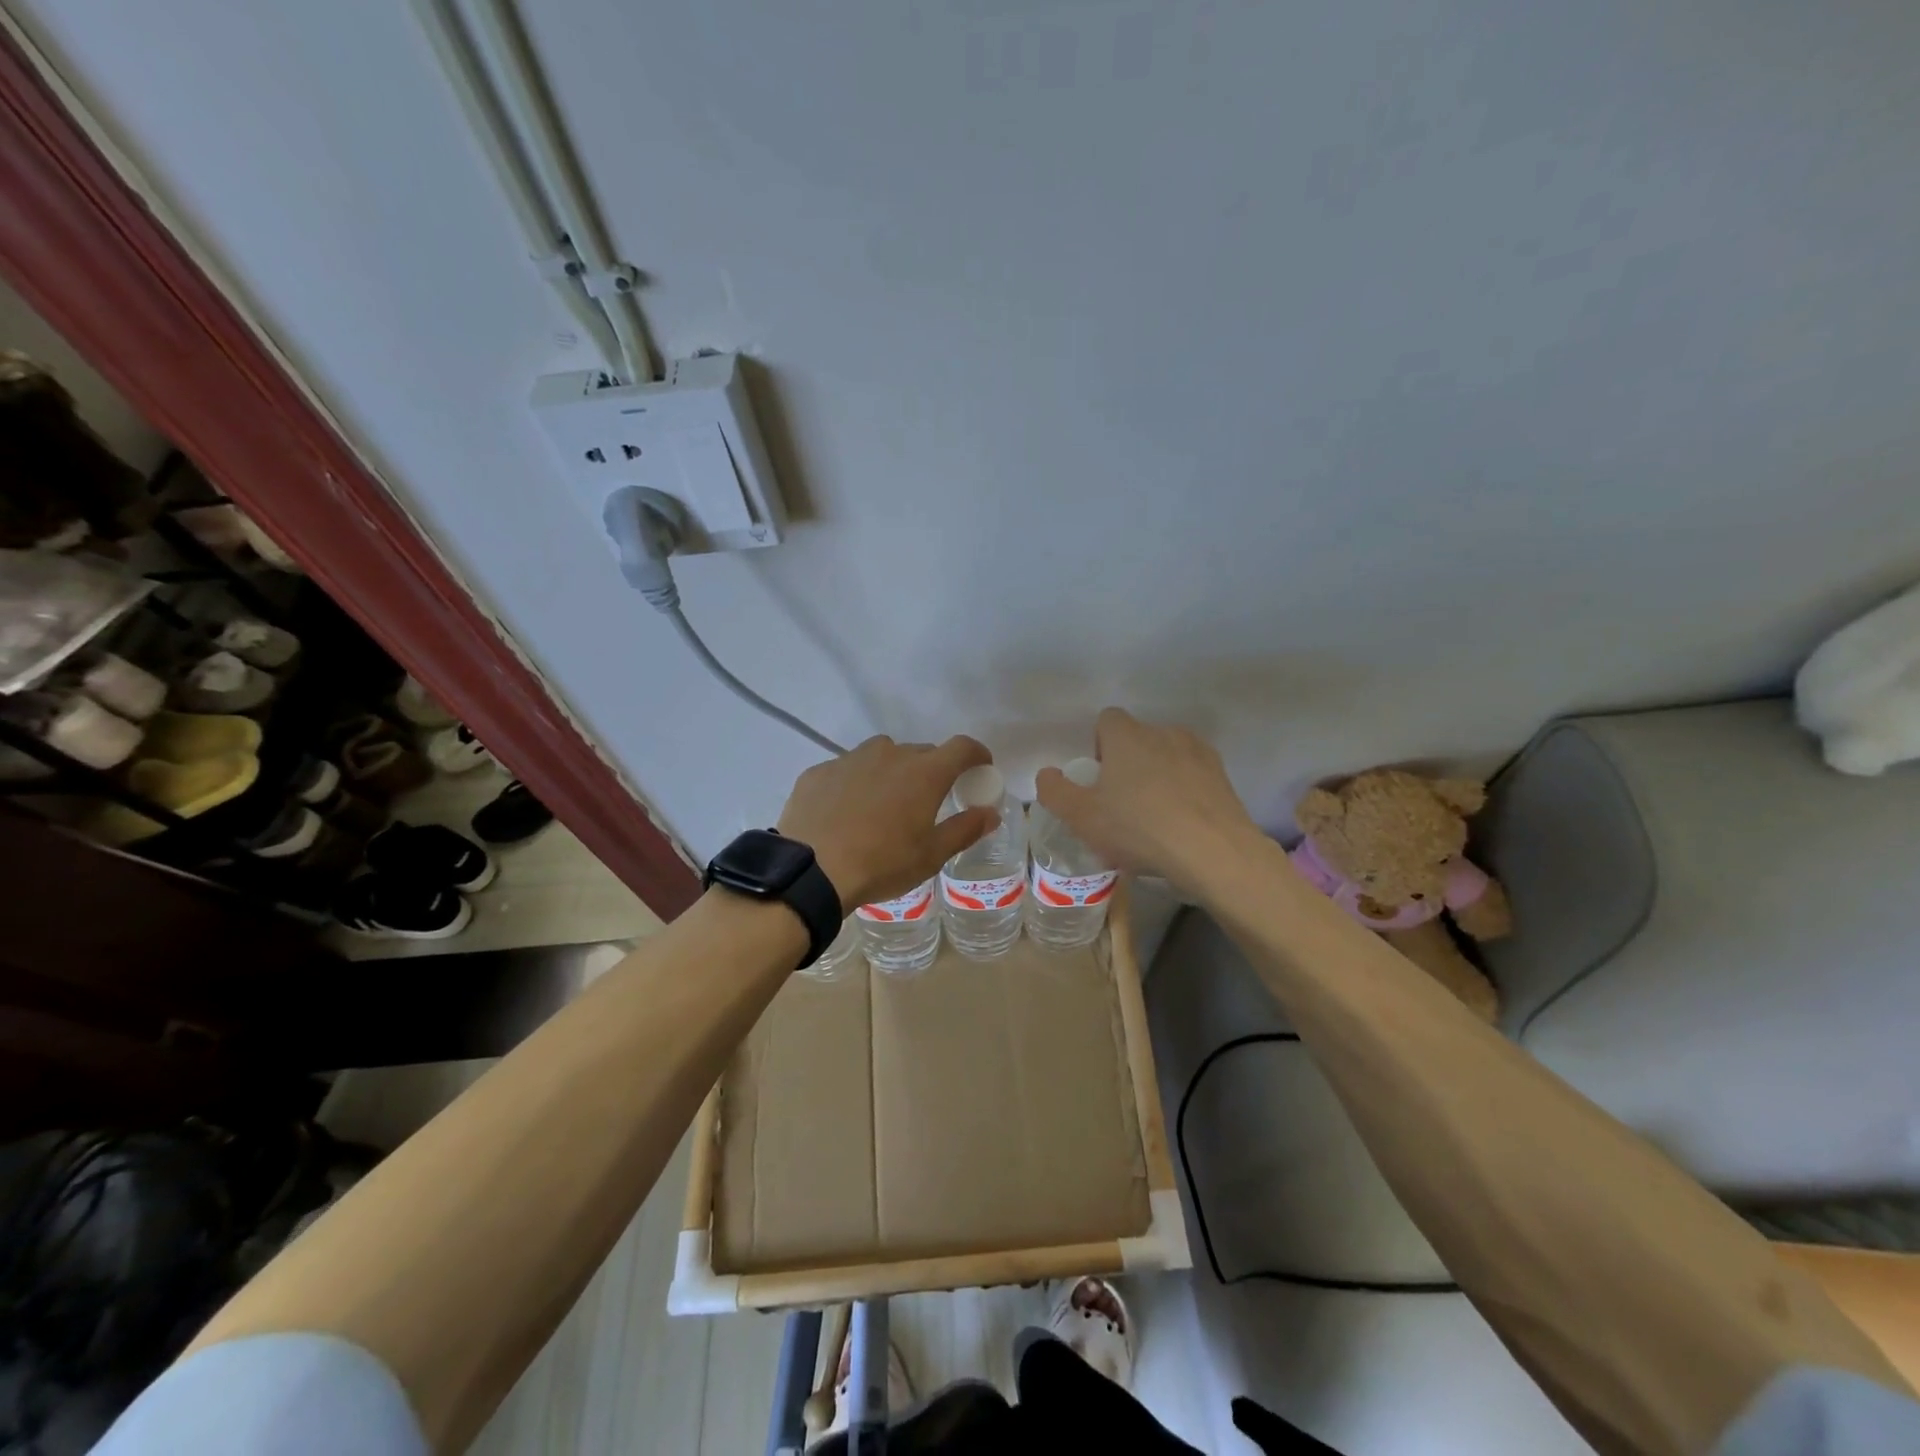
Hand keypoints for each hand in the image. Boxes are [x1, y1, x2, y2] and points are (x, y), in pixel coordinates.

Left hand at [778, 735, 998, 913]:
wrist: (812, 870)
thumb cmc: (882, 863)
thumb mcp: (931, 855)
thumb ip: (965, 829)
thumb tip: (990, 813)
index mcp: (924, 773)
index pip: (962, 747)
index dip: (976, 754)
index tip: (981, 768)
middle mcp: (890, 754)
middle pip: (921, 753)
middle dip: (931, 771)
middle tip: (928, 801)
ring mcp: (851, 759)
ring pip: (882, 756)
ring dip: (891, 773)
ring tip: (884, 806)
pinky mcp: (820, 771)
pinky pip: (848, 770)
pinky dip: (856, 784)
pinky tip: (846, 813)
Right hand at [1034, 708, 1260, 895]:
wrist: (1214, 852)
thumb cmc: (1138, 829)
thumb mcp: (1081, 817)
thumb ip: (1055, 791)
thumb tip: (1047, 774)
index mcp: (1127, 736)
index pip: (1106, 720)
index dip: (1098, 747)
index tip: (1099, 781)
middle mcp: (1163, 732)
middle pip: (1137, 739)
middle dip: (1128, 764)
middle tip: (1122, 805)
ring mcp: (1198, 751)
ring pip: (1167, 756)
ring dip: (1158, 776)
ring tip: (1156, 817)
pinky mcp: (1222, 775)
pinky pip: (1193, 774)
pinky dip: (1185, 790)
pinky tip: (1182, 824)